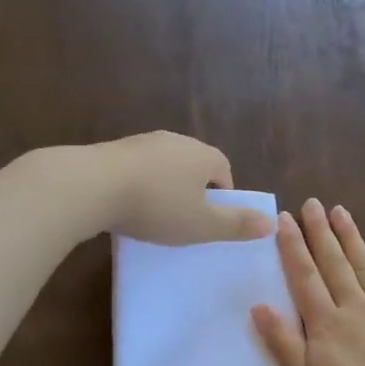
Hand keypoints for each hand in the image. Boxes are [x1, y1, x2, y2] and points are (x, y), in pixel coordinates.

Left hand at [83, 132, 272, 244]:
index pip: (224, 171)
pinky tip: (127, 206)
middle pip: (195, 166)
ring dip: (165, 187)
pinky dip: (139, 185)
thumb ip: (236, 225)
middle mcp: (177, 140)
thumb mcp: (202, 225)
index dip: (223, 197)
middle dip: (194, 191)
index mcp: (204, 155)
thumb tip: (272, 223)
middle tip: (185, 221)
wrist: (92, 185)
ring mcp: (143, 142)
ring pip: (165, 166)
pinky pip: (137, 169)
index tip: (211, 222)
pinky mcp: (114, 149)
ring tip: (155, 215)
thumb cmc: (157, 207)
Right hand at [252, 199, 364, 365]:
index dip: (293, 247)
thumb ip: (283, 343)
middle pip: (334, 264)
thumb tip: (258, 305)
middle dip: (320, 232)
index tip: (285, 218)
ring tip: (340, 211)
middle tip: (312, 202)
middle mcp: (356, 309)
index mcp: (326, 325)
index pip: (305, 277)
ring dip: (351, 238)